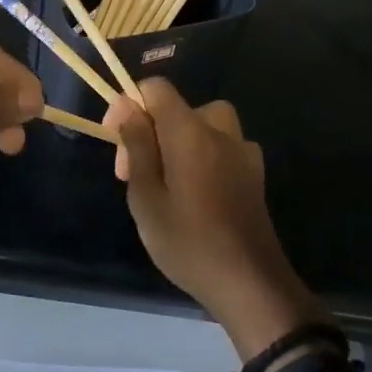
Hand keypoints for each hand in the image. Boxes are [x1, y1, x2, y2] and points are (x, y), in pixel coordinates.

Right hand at [105, 80, 323, 350]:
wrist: (251, 284)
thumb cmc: (188, 242)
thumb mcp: (146, 196)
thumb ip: (137, 144)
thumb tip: (126, 104)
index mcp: (189, 130)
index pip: (157, 88)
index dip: (131, 104)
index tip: (117, 140)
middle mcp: (219, 131)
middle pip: (180, 108)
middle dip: (153, 130)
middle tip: (136, 174)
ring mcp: (242, 151)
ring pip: (204, 125)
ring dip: (181, 141)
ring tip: (167, 180)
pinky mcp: (255, 174)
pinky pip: (223, 147)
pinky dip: (206, 156)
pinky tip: (198, 192)